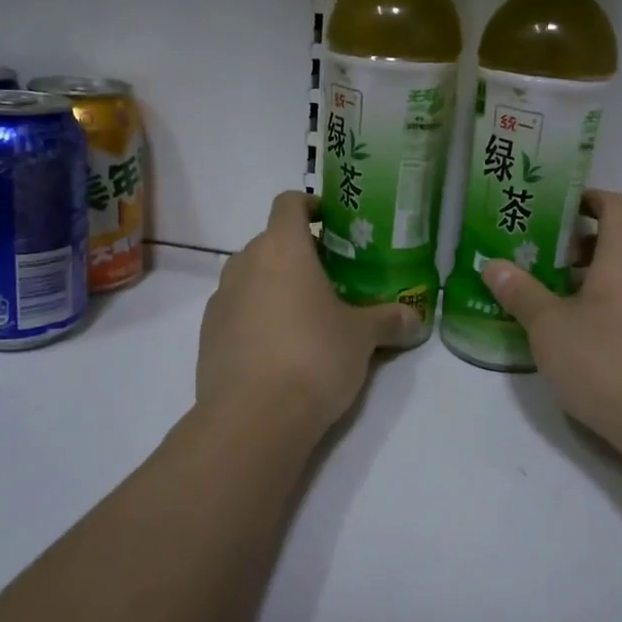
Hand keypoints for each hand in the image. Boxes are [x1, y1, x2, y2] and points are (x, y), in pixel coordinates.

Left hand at [196, 191, 417, 441]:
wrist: (252, 419)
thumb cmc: (313, 358)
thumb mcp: (361, 338)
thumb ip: (388, 321)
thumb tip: (415, 319)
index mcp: (282, 249)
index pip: (288, 202)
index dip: (309, 204)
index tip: (330, 221)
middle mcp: (245, 263)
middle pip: (270, 240)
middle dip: (299, 252)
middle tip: (331, 276)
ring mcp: (221, 298)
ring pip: (251, 275)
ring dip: (275, 284)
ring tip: (306, 314)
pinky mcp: (207, 333)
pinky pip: (236, 308)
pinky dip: (256, 314)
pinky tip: (279, 347)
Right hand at [483, 190, 621, 458]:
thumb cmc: (607, 361)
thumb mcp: (549, 327)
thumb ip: (520, 292)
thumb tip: (493, 265)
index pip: (614, 204)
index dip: (587, 197)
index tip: (554, 205)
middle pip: (621, 237)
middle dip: (581, 239)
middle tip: (542, 251)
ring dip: (593, 272)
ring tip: (552, 291)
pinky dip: (607, 300)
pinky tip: (578, 329)